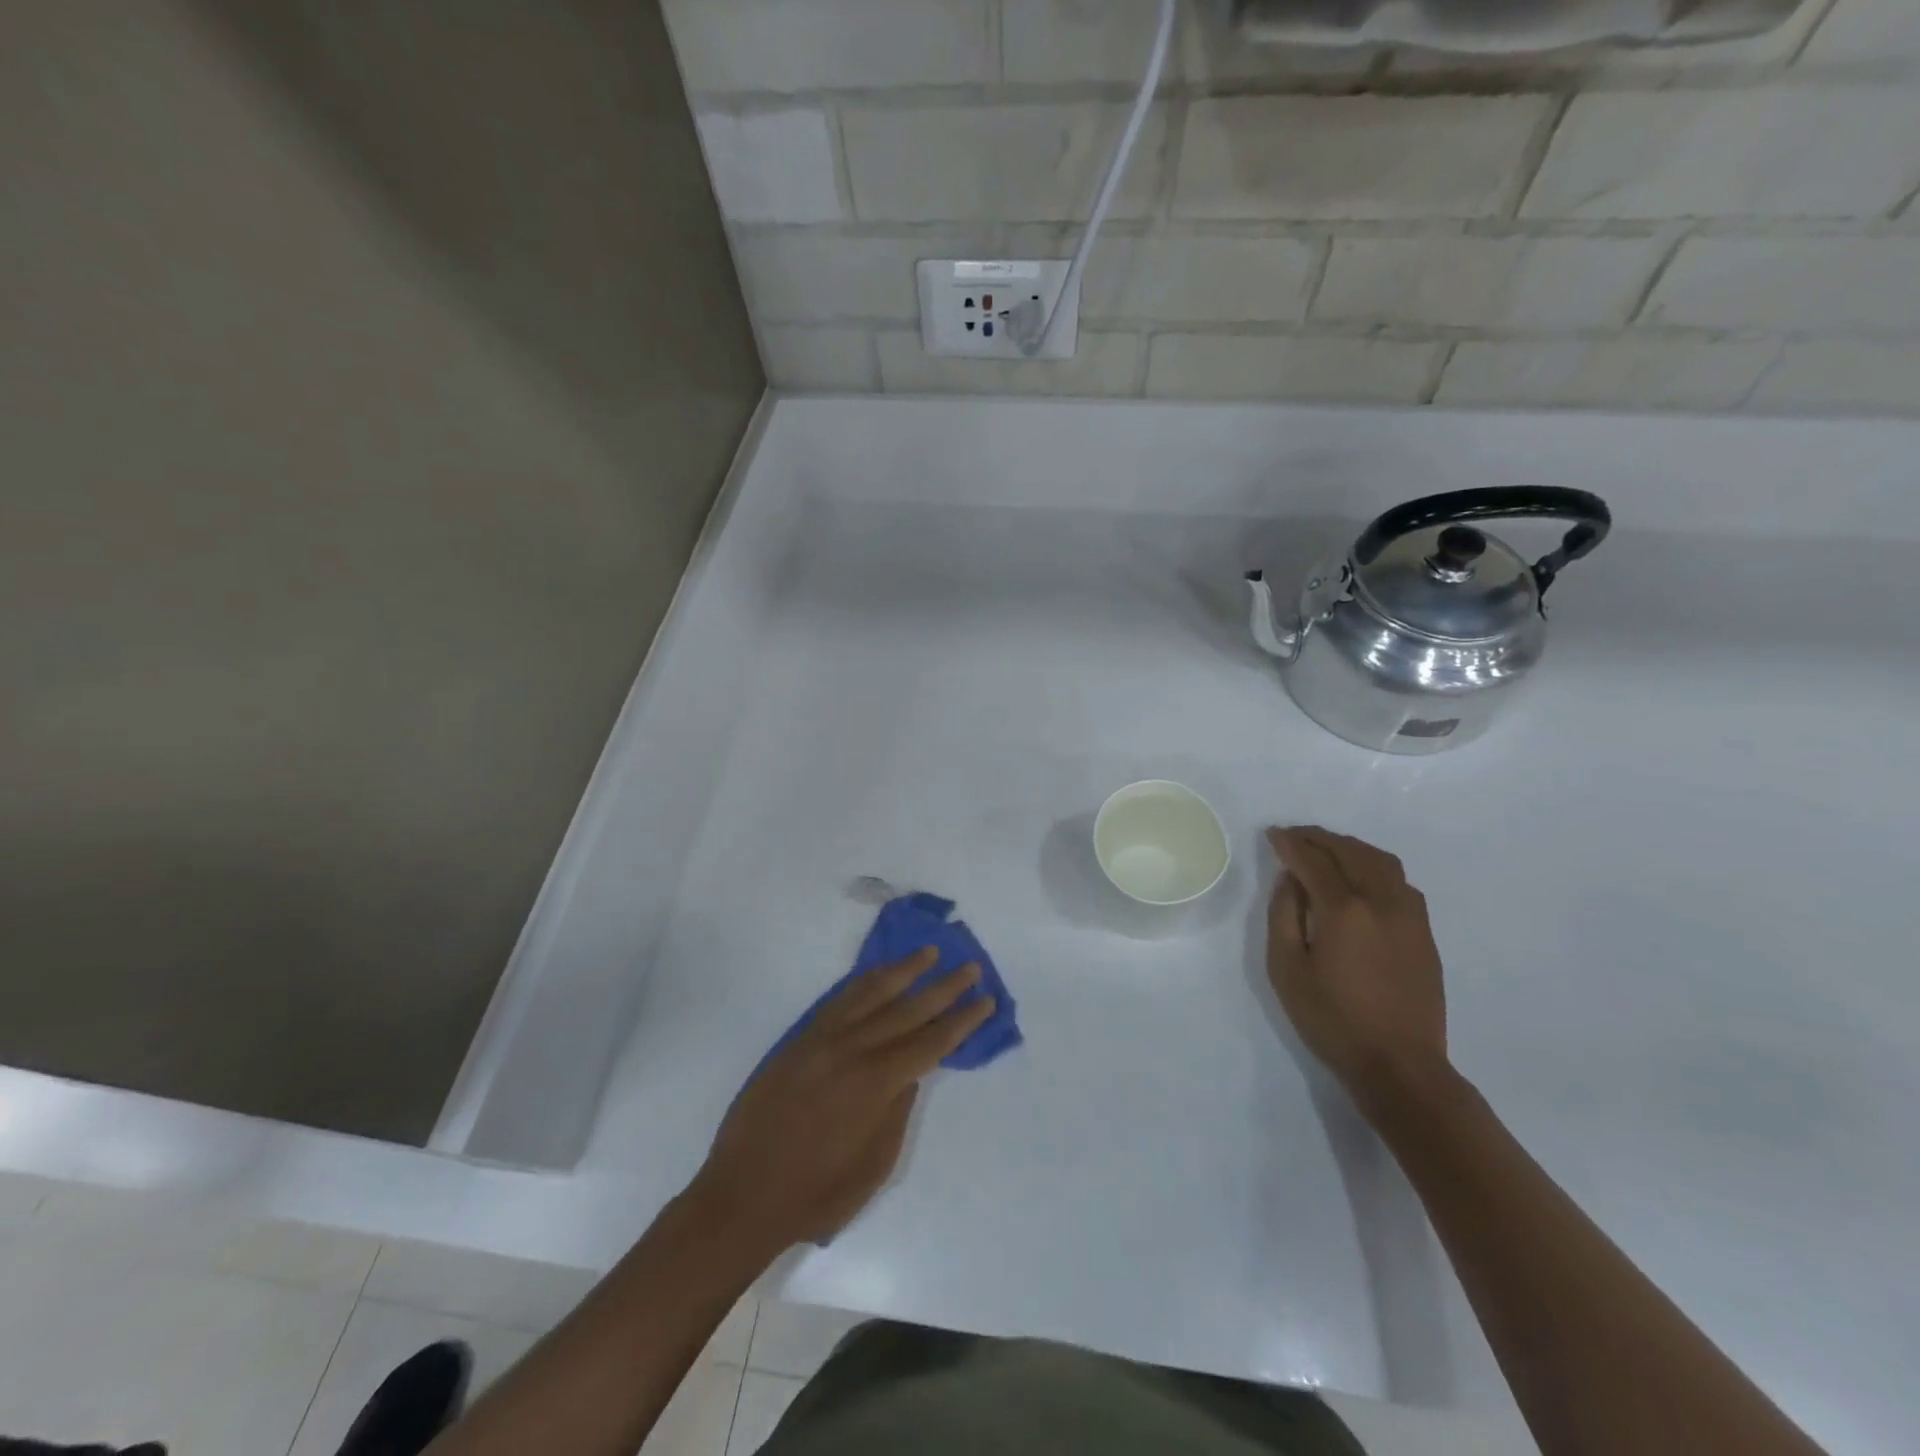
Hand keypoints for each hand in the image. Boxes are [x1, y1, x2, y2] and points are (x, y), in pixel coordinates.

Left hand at [689, 949, 994, 1252]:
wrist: (742, 1194)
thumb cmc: (815, 1194)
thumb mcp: (873, 1165)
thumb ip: (897, 1112)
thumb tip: (911, 1072)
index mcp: (875, 1085)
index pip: (930, 1042)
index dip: (961, 1020)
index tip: (984, 999)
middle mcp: (852, 1051)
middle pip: (907, 1009)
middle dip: (943, 987)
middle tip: (969, 967)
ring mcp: (822, 1040)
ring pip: (870, 993)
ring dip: (903, 970)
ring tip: (928, 953)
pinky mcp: (800, 1039)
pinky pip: (838, 1000)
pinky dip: (862, 982)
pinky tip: (878, 973)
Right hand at [1265, 827, 1448, 1107]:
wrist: (1399, 1065)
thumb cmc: (1331, 1020)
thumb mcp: (1286, 969)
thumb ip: (1283, 915)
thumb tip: (1290, 879)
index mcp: (1344, 910)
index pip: (1313, 861)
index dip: (1290, 844)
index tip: (1273, 835)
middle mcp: (1381, 902)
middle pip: (1350, 852)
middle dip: (1319, 838)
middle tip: (1294, 836)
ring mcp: (1409, 916)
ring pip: (1381, 861)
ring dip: (1350, 847)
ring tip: (1327, 849)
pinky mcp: (1424, 933)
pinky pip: (1400, 882)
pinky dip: (1375, 867)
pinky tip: (1361, 878)